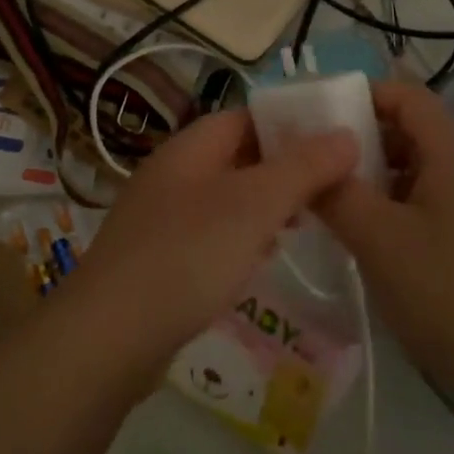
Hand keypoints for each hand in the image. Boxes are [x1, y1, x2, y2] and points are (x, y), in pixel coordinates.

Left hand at [64, 108, 357, 382]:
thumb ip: (302, 168)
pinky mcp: (159, 258)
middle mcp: (173, 173)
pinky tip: (263, 258)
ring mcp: (161, 217)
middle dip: (282, 168)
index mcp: (190, 148)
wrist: (108, 337)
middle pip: (236, 156)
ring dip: (264, 204)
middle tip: (330, 188)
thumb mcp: (254, 205)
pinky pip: (210, 233)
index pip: (246, 116)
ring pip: (225, 197)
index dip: (289, 123)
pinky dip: (241, 237)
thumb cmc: (187, 256)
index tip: (334, 142)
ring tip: (307, 222)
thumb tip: (346, 134)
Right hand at [315, 81, 453, 420]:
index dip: (360, 98)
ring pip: (429, 173)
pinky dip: (411, 212)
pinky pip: (447, 205)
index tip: (319, 125)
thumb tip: (310, 163)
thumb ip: (336, 192)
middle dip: (366, 147)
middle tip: (324, 177)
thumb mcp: (378, 240)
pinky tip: (391, 255)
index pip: (404, 94)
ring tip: (348, 218)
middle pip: (416, 132)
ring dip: (386, 184)